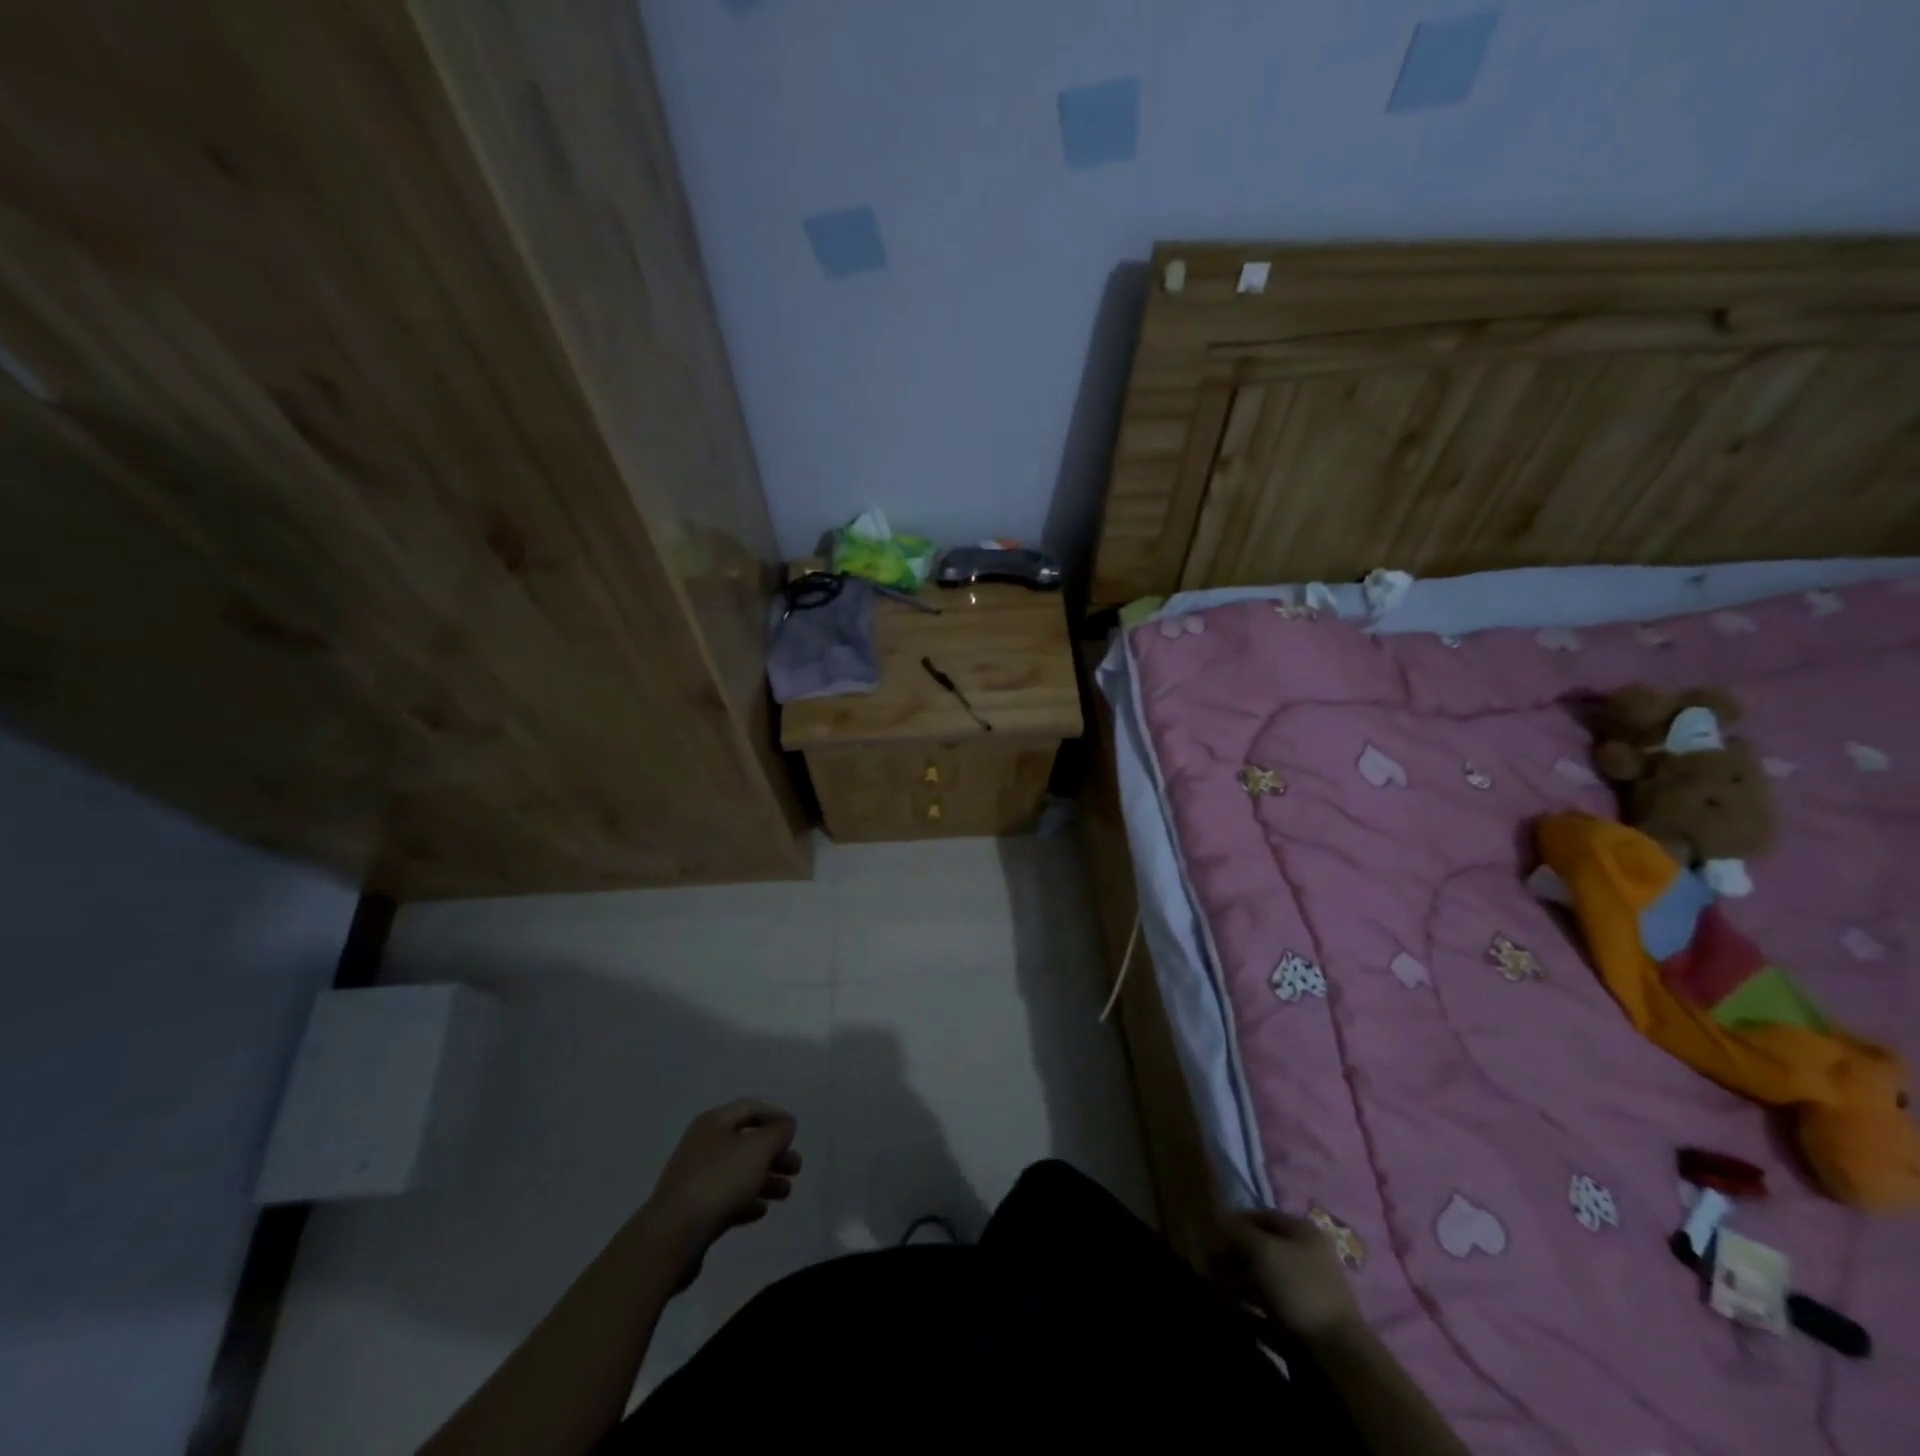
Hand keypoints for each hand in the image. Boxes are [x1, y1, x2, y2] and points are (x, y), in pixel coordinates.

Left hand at [640, 1100, 801, 1278]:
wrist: (673, 1235)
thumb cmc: (719, 1181)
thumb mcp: (758, 1149)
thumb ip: (777, 1133)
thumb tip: (785, 1125)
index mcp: (714, 1122)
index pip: (750, 1108)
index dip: (775, 1116)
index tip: (795, 1132)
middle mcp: (704, 1145)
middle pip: (746, 1142)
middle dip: (774, 1153)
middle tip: (796, 1168)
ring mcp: (696, 1178)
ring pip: (739, 1172)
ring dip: (765, 1179)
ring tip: (786, 1193)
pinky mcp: (694, 1210)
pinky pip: (727, 1198)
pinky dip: (746, 1200)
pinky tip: (761, 1210)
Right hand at [1220, 1208, 1362, 1342]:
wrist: (1336, 1355)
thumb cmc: (1299, 1287)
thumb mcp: (1263, 1250)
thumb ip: (1238, 1232)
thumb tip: (1218, 1220)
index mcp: (1303, 1233)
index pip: (1263, 1216)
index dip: (1235, 1220)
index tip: (1211, 1232)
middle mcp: (1306, 1258)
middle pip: (1262, 1249)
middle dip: (1234, 1255)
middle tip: (1209, 1263)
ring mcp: (1305, 1293)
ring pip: (1263, 1280)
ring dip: (1237, 1282)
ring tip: (1216, 1288)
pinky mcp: (1301, 1324)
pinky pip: (1269, 1309)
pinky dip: (1249, 1310)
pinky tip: (1232, 1312)